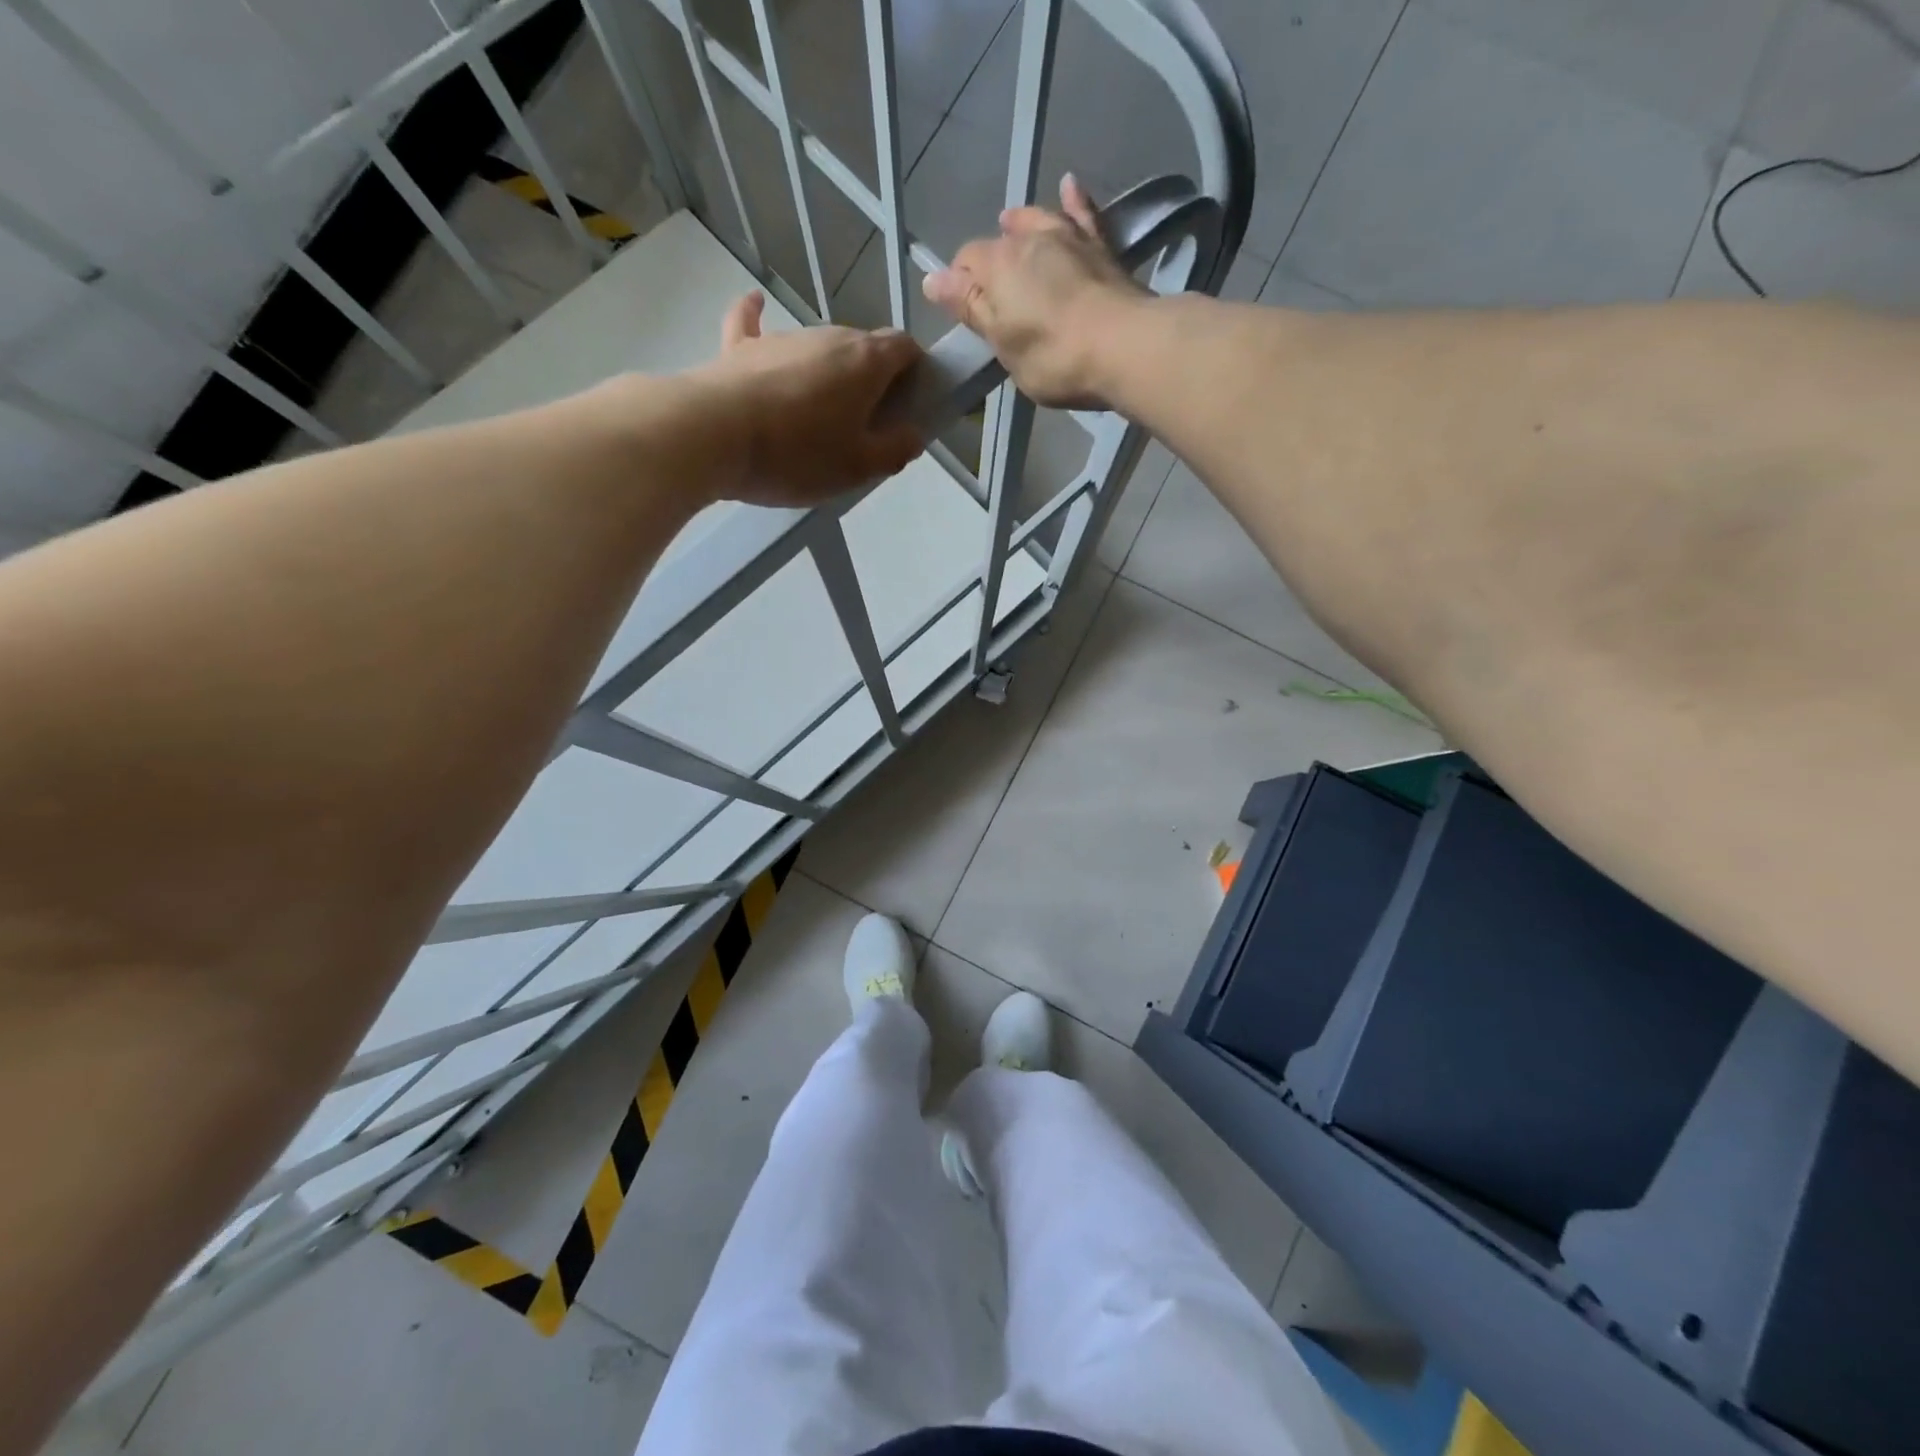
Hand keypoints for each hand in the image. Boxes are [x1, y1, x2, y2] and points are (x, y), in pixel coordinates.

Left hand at [693, 291, 926, 506]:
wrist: (714, 435)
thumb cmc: (798, 454)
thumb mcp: (858, 467)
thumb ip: (894, 450)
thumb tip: (914, 434)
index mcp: (865, 362)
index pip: (904, 347)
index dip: (914, 370)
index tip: (910, 401)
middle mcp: (828, 336)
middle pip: (863, 347)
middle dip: (872, 378)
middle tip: (866, 424)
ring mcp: (782, 337)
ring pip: (818, 346)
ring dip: (828, 371)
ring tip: (818, 414)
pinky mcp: (741, 347)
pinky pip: (752, 323)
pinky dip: (758, 316)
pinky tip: (756, 303)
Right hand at [923, 174, 1149, 408]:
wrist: (1125, 346)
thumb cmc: (1054, 356)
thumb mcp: (1004, 343)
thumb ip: (972, 308)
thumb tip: (933, 279)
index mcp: (998, 266)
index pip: (966, 263)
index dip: (960, 284)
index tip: (962, 307)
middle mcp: (1029, 240)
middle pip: (1000, 243)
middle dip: (990, 259)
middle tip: (989, 284)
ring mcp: (1069, 238)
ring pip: (1038, 221)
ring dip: (1022, 223)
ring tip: (1012, 223)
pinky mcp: (1102, 247)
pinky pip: (1084, 214)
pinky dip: (1074, 199)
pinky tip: (1070, 184)